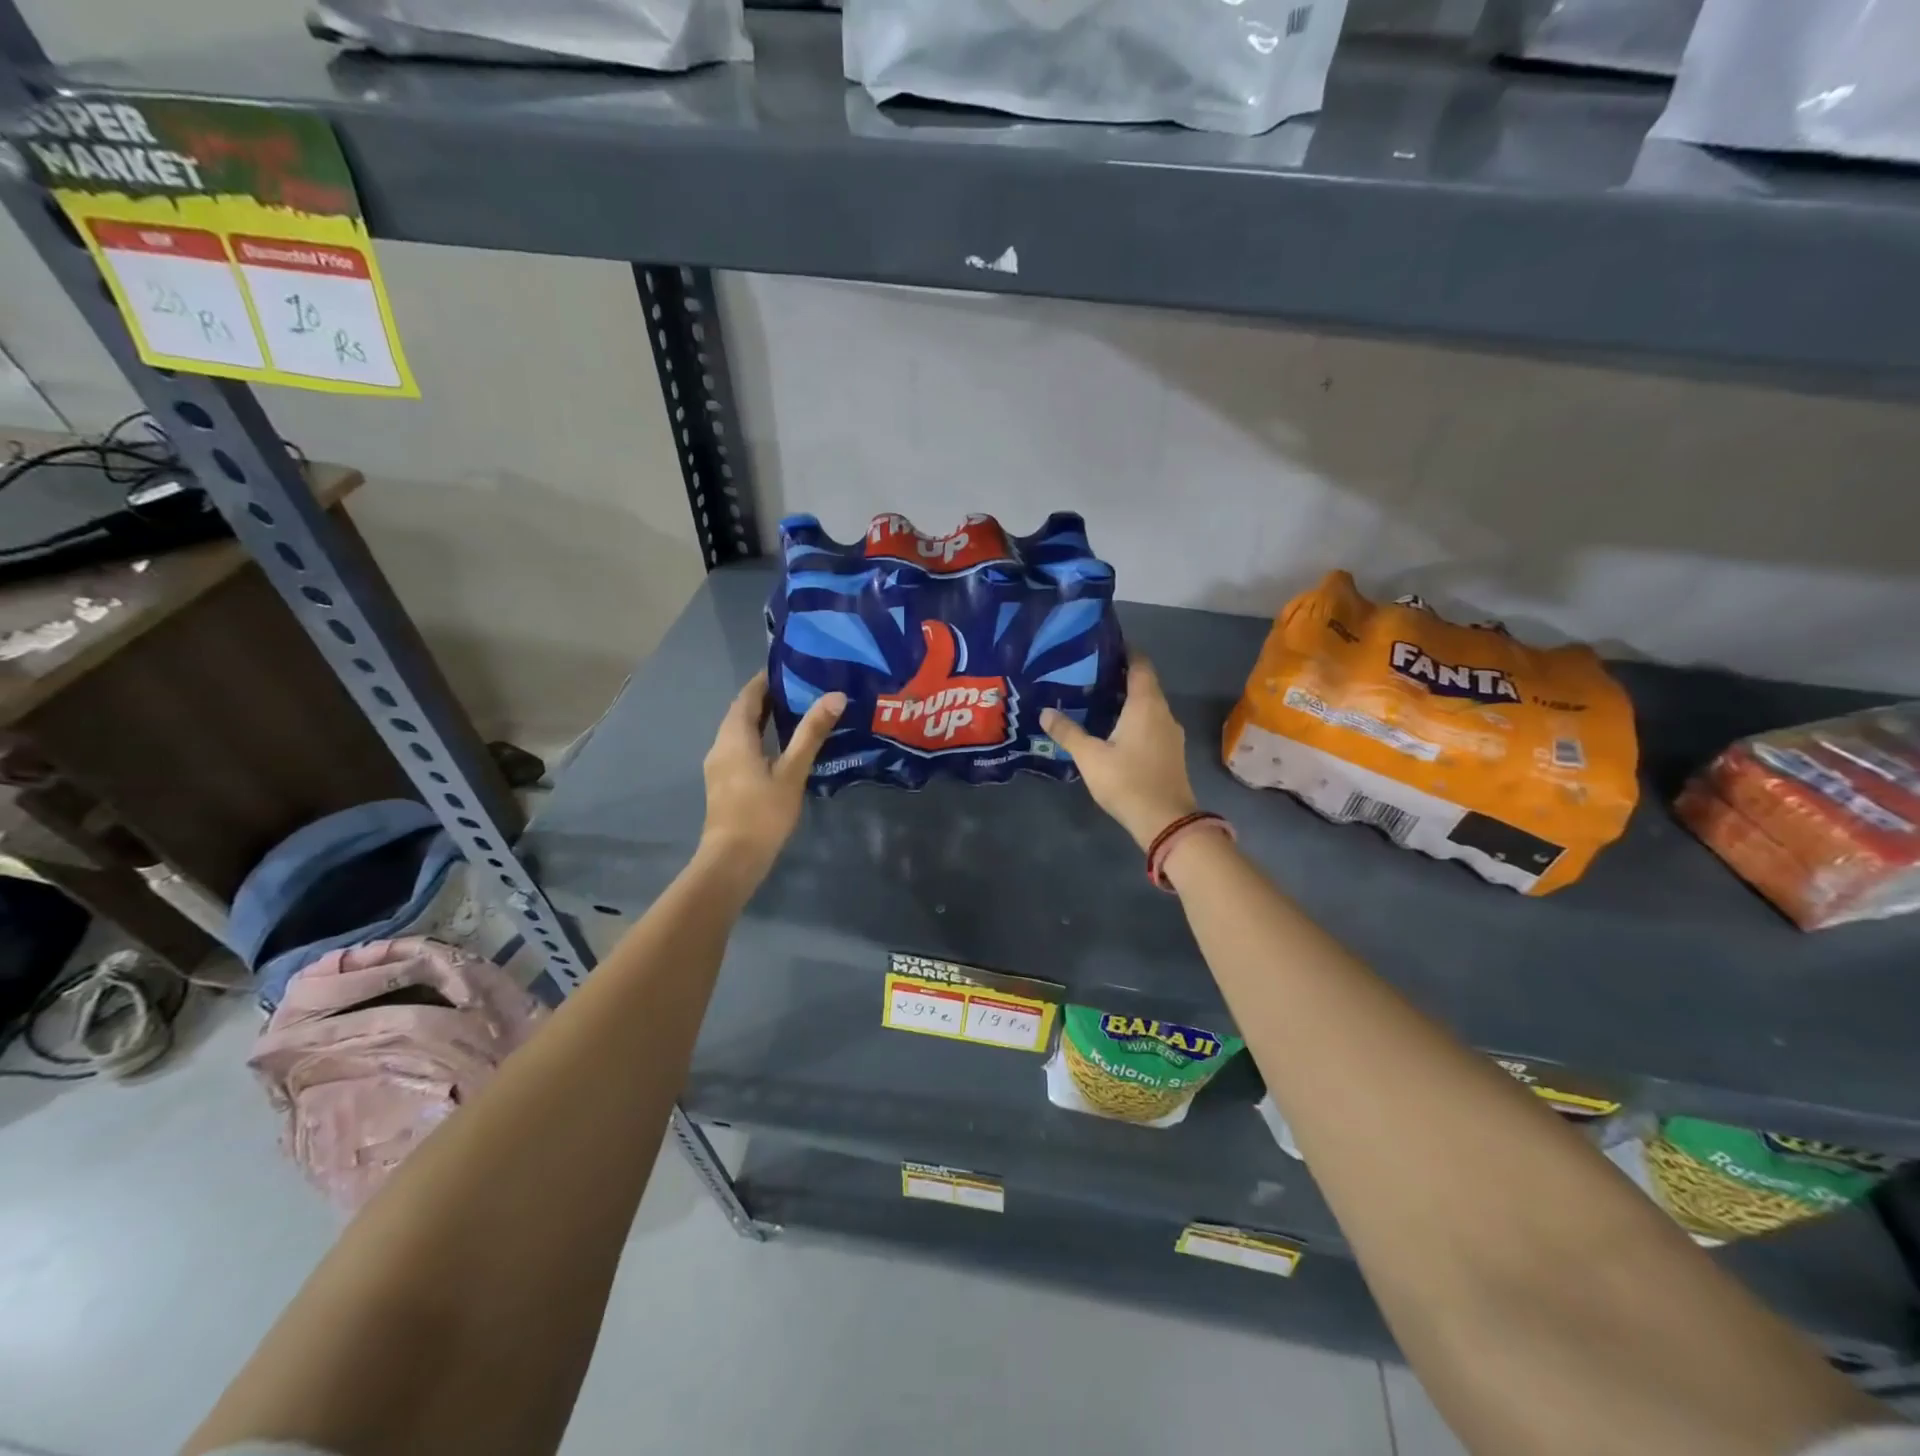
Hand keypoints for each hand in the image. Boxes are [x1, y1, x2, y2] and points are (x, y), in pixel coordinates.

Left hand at [700, 672, 845, 878]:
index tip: (791, 668)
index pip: (748, 696)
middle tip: (801, 688)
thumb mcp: (792, 771)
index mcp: (734, 737)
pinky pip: (740, 748)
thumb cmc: (763, 812)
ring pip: (740, 731)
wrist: (733, 859)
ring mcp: (719, 765)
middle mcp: (720, 745)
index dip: (766, 680)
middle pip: (742, 712)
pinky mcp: (723, 782)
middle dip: (767, 698)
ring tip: (796, 713)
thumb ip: (812, 733)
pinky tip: (780, 747)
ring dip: (763, 719)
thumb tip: (835, 696)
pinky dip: (758, 738)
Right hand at [1041, 657, 1198, 850]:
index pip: (1140, 665)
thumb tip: (1045, 712)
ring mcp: (1170, 733)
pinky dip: (1133, 719)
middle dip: (1119, 677)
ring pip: (1148, 706)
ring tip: (1096, 701)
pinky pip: (1151, 724)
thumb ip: (1068, 732)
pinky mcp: (1171, 752)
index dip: (1125, 652)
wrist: (1166, 821)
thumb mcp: (1090, 757)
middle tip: (1088, 675)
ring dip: (1126, 700)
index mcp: (1146, 704)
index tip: (1103, 647)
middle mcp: (1163, 712)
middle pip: (1144, 684)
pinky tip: (1113, 730)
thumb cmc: (1128, 781)